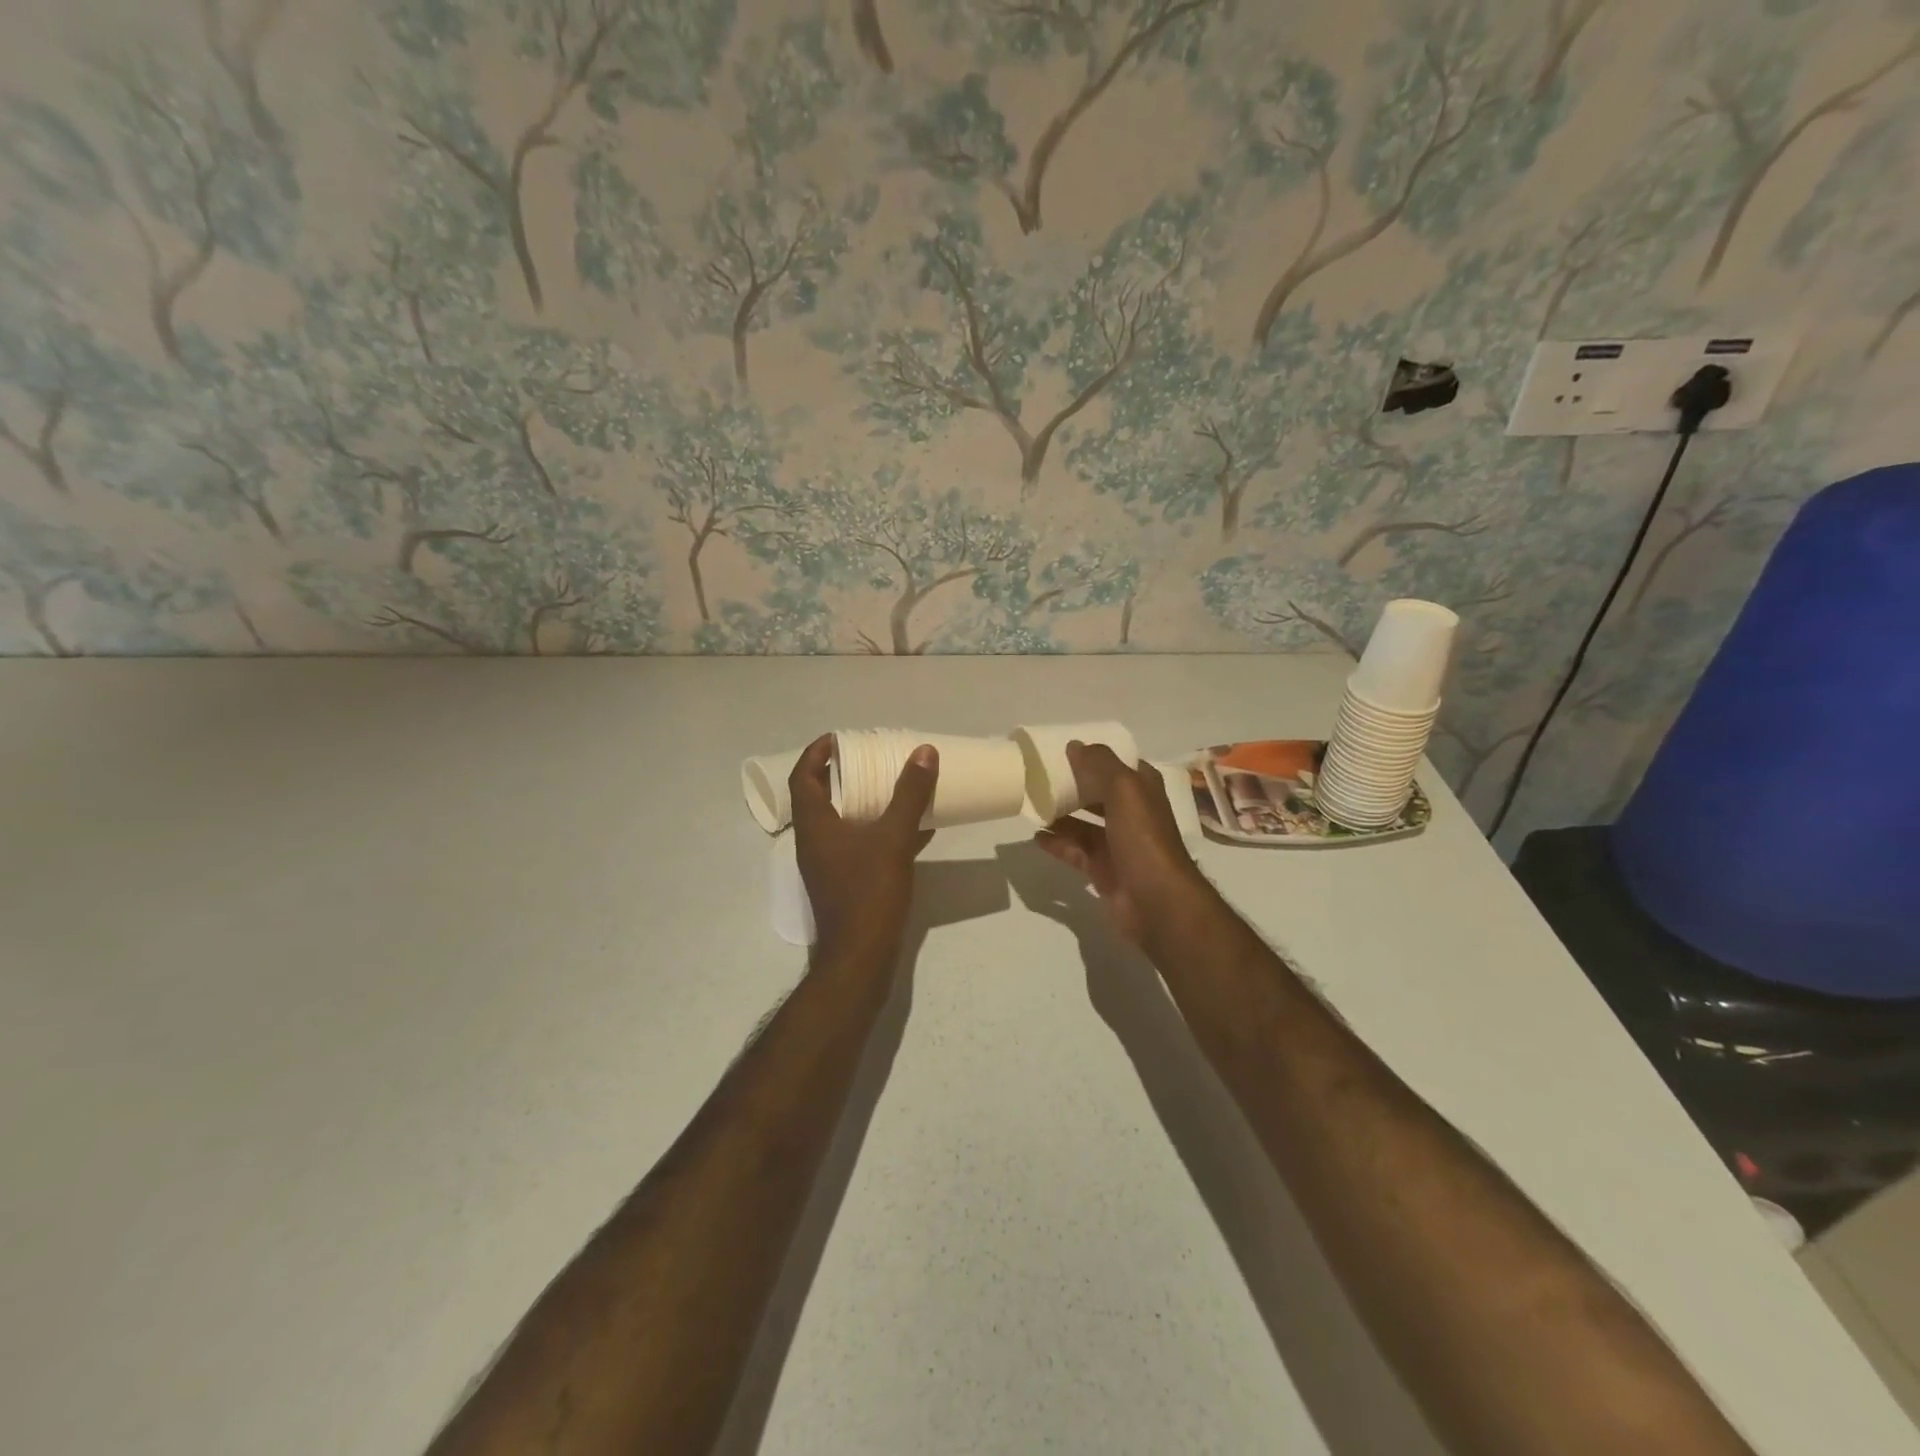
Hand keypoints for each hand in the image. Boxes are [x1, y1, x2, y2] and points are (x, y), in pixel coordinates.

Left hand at [789, 734, 937, 961]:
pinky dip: (879, 829)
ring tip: (892, 785)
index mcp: (814, 826)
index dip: (815, 753)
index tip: (839, 738)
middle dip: (842, 774)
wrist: (861, 957)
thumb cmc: (869, 894)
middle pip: (819, 797)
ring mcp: (828, 864)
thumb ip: (909, 795)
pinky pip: (859, 844)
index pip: (802, 778)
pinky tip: (914, 828)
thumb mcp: (893, 839)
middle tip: (869, 758)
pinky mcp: (845, 882)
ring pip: (841, 821)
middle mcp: (814, 842)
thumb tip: (924, 752)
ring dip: (862, 801)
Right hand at [1034, 742, 1208, 948]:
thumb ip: (1100, 764)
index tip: (1063, 750)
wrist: (1157, 902)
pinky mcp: (1103, 870)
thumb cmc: (1143, 838)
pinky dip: (1058, 843)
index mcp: (1142, 791)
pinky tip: (1037, 837)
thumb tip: (1074, 746)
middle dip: (1073, 786)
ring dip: (1061, 815)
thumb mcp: (1125, 790)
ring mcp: (1118, 844)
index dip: (1094, 756)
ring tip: (1032, 806)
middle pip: (1098, 794)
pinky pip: (1075, 851)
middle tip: (1040, 778)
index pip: (1117, 765)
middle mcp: (1132, 814)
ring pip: (1084, 824)